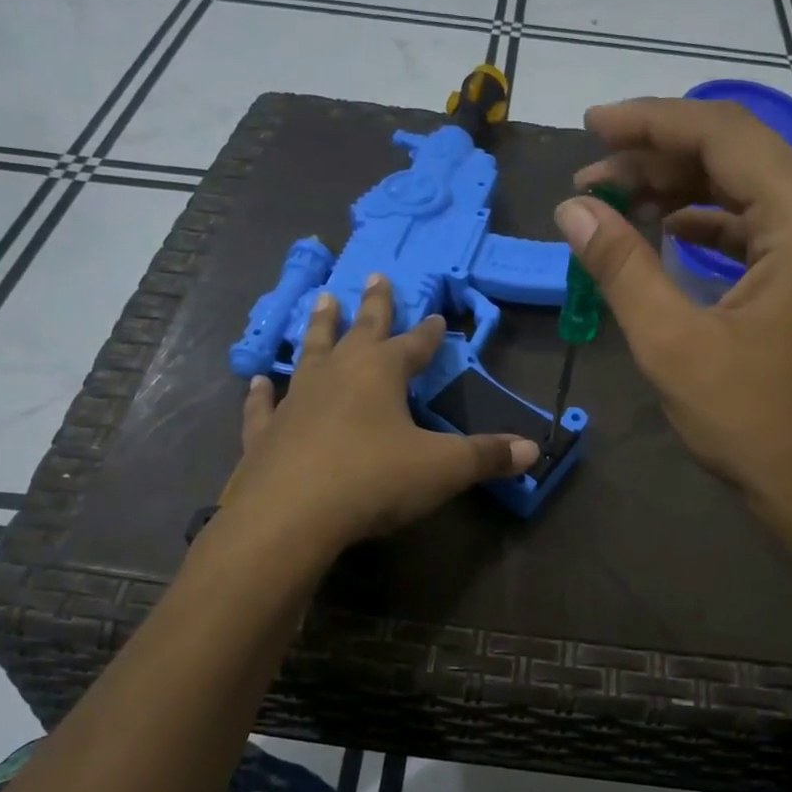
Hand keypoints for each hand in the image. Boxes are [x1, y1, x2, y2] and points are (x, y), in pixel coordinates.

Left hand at [215, 273, 538, 555]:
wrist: (290, 516)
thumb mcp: (443, 469)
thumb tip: (533, 451)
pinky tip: (257, 380)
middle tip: (374, 275)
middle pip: (360, 331)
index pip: (414, 345)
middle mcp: (337, 375)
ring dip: (319, 328)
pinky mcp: (264, 433)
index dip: (429, 334)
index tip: (437, 316)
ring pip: (310, 353)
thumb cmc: (374, 480)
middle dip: (373, 306)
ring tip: (322, 300)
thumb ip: (487, 456)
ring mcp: (296, 400)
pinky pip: (264, 405)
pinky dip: (261, 392)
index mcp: (381, 374)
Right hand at [558, 98, 791, 568]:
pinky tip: (667, 231)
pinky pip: (756, 226)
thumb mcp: (672, 343)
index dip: (650, 124)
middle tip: (590, 177)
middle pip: (738, 154)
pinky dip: (708, 222)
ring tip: (615, 200)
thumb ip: (621, 266)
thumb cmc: (750, 421)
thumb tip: (573, 208)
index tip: (590, 127)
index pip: (724, 136)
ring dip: (680, 188)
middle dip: (659, 157)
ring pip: (745, 188)